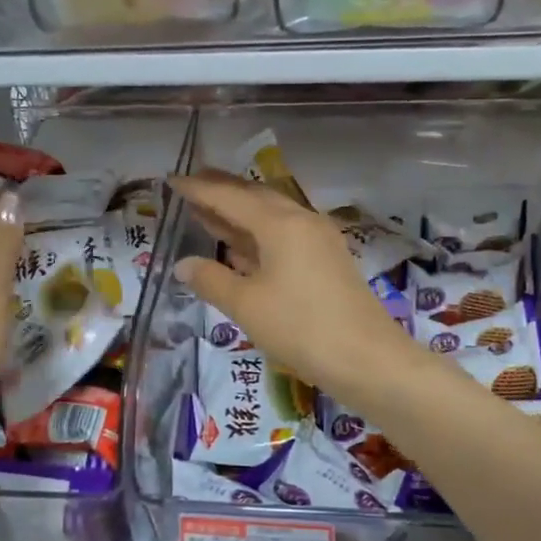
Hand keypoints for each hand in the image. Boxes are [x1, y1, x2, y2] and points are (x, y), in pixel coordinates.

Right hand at [171, 172, 421, 399]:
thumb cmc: (301, 328)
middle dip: (222, 191)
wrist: (367, 359)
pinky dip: (258, 234)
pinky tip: (241, 247)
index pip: (230, 197)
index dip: (199, 189)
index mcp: (280, 224)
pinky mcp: (327, 260)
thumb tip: (184, 265)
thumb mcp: (247, 306)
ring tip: (208, 211)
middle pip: (255, 197)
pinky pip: (285, 234)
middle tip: (191, 185)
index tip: (172, 180)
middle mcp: (302, 221)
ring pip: (272, 215)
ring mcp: (318, 240)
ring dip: (240, 213)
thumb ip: (212, 280)